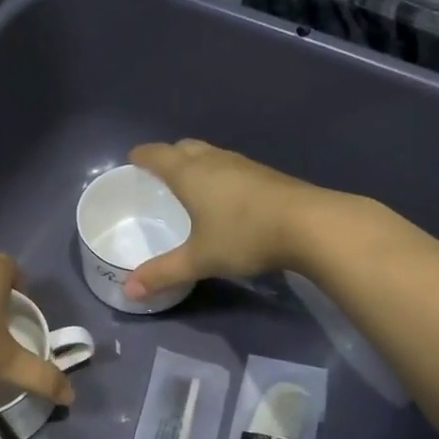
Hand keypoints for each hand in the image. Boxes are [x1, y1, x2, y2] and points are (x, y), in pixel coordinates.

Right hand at [122, 140, 326, 299]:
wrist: (311, 225)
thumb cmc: (244, 236)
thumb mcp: (199, 259)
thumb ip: (163, 273)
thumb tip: (128, 291)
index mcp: (190, 174)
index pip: (157, 155)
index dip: (142, 155)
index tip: (132, 159)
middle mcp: (215, 161)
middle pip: (185, 147)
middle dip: (169, 155)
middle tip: (159, 173)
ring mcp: (244, 165)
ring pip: (211, 155)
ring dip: (196, 163)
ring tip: (190, 183)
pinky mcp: (267, 175)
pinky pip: (231, 166)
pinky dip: (219, 174)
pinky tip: (226, 197)